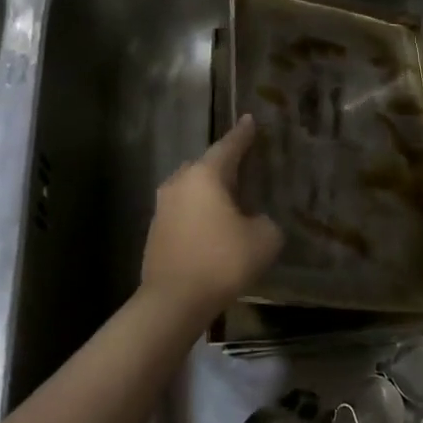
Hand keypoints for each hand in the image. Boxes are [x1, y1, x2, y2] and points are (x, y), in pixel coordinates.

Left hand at [142, 115, 283, 322]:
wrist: (173, 302)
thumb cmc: (222, 261)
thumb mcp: (264, 239)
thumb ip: (266, 221)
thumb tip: (256, 220)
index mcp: (206, 175)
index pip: (229, 146)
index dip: (243, 134)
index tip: (250, 119)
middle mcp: (180, 183)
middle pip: (206, 164)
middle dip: (224, 164)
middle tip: (244, 164)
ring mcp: (163, 207)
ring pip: (191, 188)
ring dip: (209, 191)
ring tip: (229, 198)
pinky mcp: (155, 231)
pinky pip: (183, 210)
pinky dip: (198, 212)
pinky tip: (211, 227)